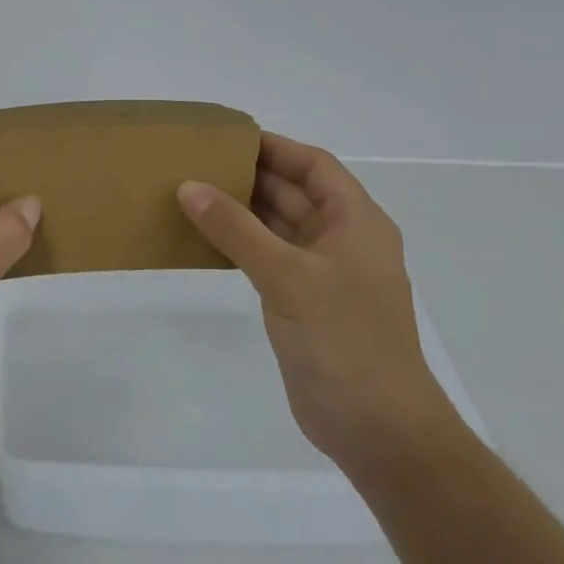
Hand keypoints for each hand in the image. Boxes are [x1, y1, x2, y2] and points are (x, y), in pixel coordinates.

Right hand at [178, 132, 455, 471]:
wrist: (375, 426)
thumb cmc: (344, 340)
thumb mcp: (287, 275)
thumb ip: (236, 229)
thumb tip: (188, 186)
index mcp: (356, 223)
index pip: (315, 166)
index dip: (275, 147)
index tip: (226, 137)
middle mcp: (342, 241)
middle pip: (294, 192)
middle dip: (250, 176)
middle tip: (195, 163)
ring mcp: (323, 274)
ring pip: (278, 226)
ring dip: (241, 210)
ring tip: (190, 194)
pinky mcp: (303, 302)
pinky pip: (267, 257)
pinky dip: (239, 243)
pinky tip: (204, 240)